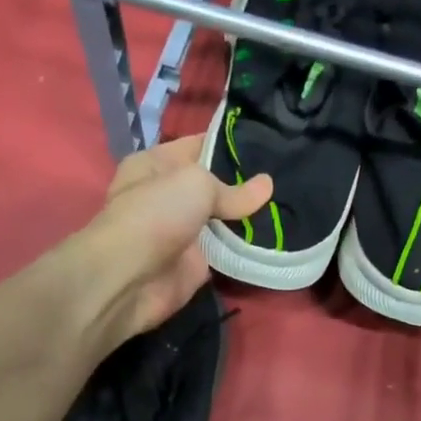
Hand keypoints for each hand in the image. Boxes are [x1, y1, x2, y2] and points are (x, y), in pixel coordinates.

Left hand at [78, 135, 271, 345]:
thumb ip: (233, 189)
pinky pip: (228, 248)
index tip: (270, 142)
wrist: (132, 277)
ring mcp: (182, 230)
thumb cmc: (156, 214)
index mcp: (155, 164)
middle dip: (246, 181)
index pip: (200, 145)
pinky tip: (280, 232)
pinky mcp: (196, 261)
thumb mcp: (196, 184)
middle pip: (215, 183)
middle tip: (286, 172)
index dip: (232, 143)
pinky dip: (247, 245)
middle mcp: (168, 194)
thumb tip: (267, 185)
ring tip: (289, 200)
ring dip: (251, 214)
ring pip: (224, 217)